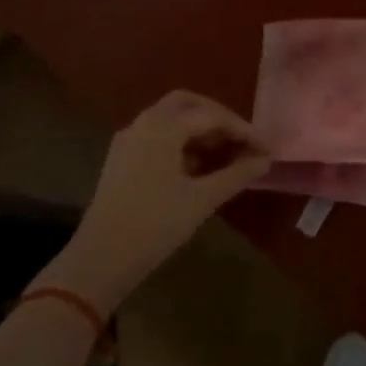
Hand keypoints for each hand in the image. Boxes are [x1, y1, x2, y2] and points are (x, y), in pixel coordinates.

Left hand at [51, 90, 269, 310]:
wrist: (99, 260)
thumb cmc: (155, 225)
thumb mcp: (202, 199)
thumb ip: (237, 174)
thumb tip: (266, 160)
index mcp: (164, 126)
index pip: (213, 116)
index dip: (243, 130)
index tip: (266, 148)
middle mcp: (144, 123)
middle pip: (188, 104)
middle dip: (218, 118)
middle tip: (241, 140)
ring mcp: (128, 140)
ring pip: (170, 119)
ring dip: (199, 129)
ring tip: (225, 154)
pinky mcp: (121, 159)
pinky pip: (157, 136)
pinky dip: (180, 141)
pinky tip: (196, 167)